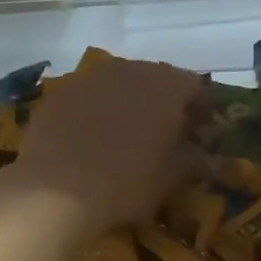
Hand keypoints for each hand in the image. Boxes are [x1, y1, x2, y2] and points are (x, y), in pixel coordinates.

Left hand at [4, 55, 200, 233]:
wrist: (55, 190)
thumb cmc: (126, 182)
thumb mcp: (170, 178)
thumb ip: (193, 161)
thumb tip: (205, 157)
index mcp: (166, 85)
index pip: (195, 86)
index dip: (201, 107)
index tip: (202, 129)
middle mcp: (130, 70)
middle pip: (156, 79)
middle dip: (164, 102)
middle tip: (166, 131)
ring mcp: (90, 78)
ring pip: (119, 84)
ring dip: (128, 102)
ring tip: (126, 133)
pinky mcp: (59, 93)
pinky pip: (88, 96)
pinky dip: (95, 110)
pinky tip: (90, 137)